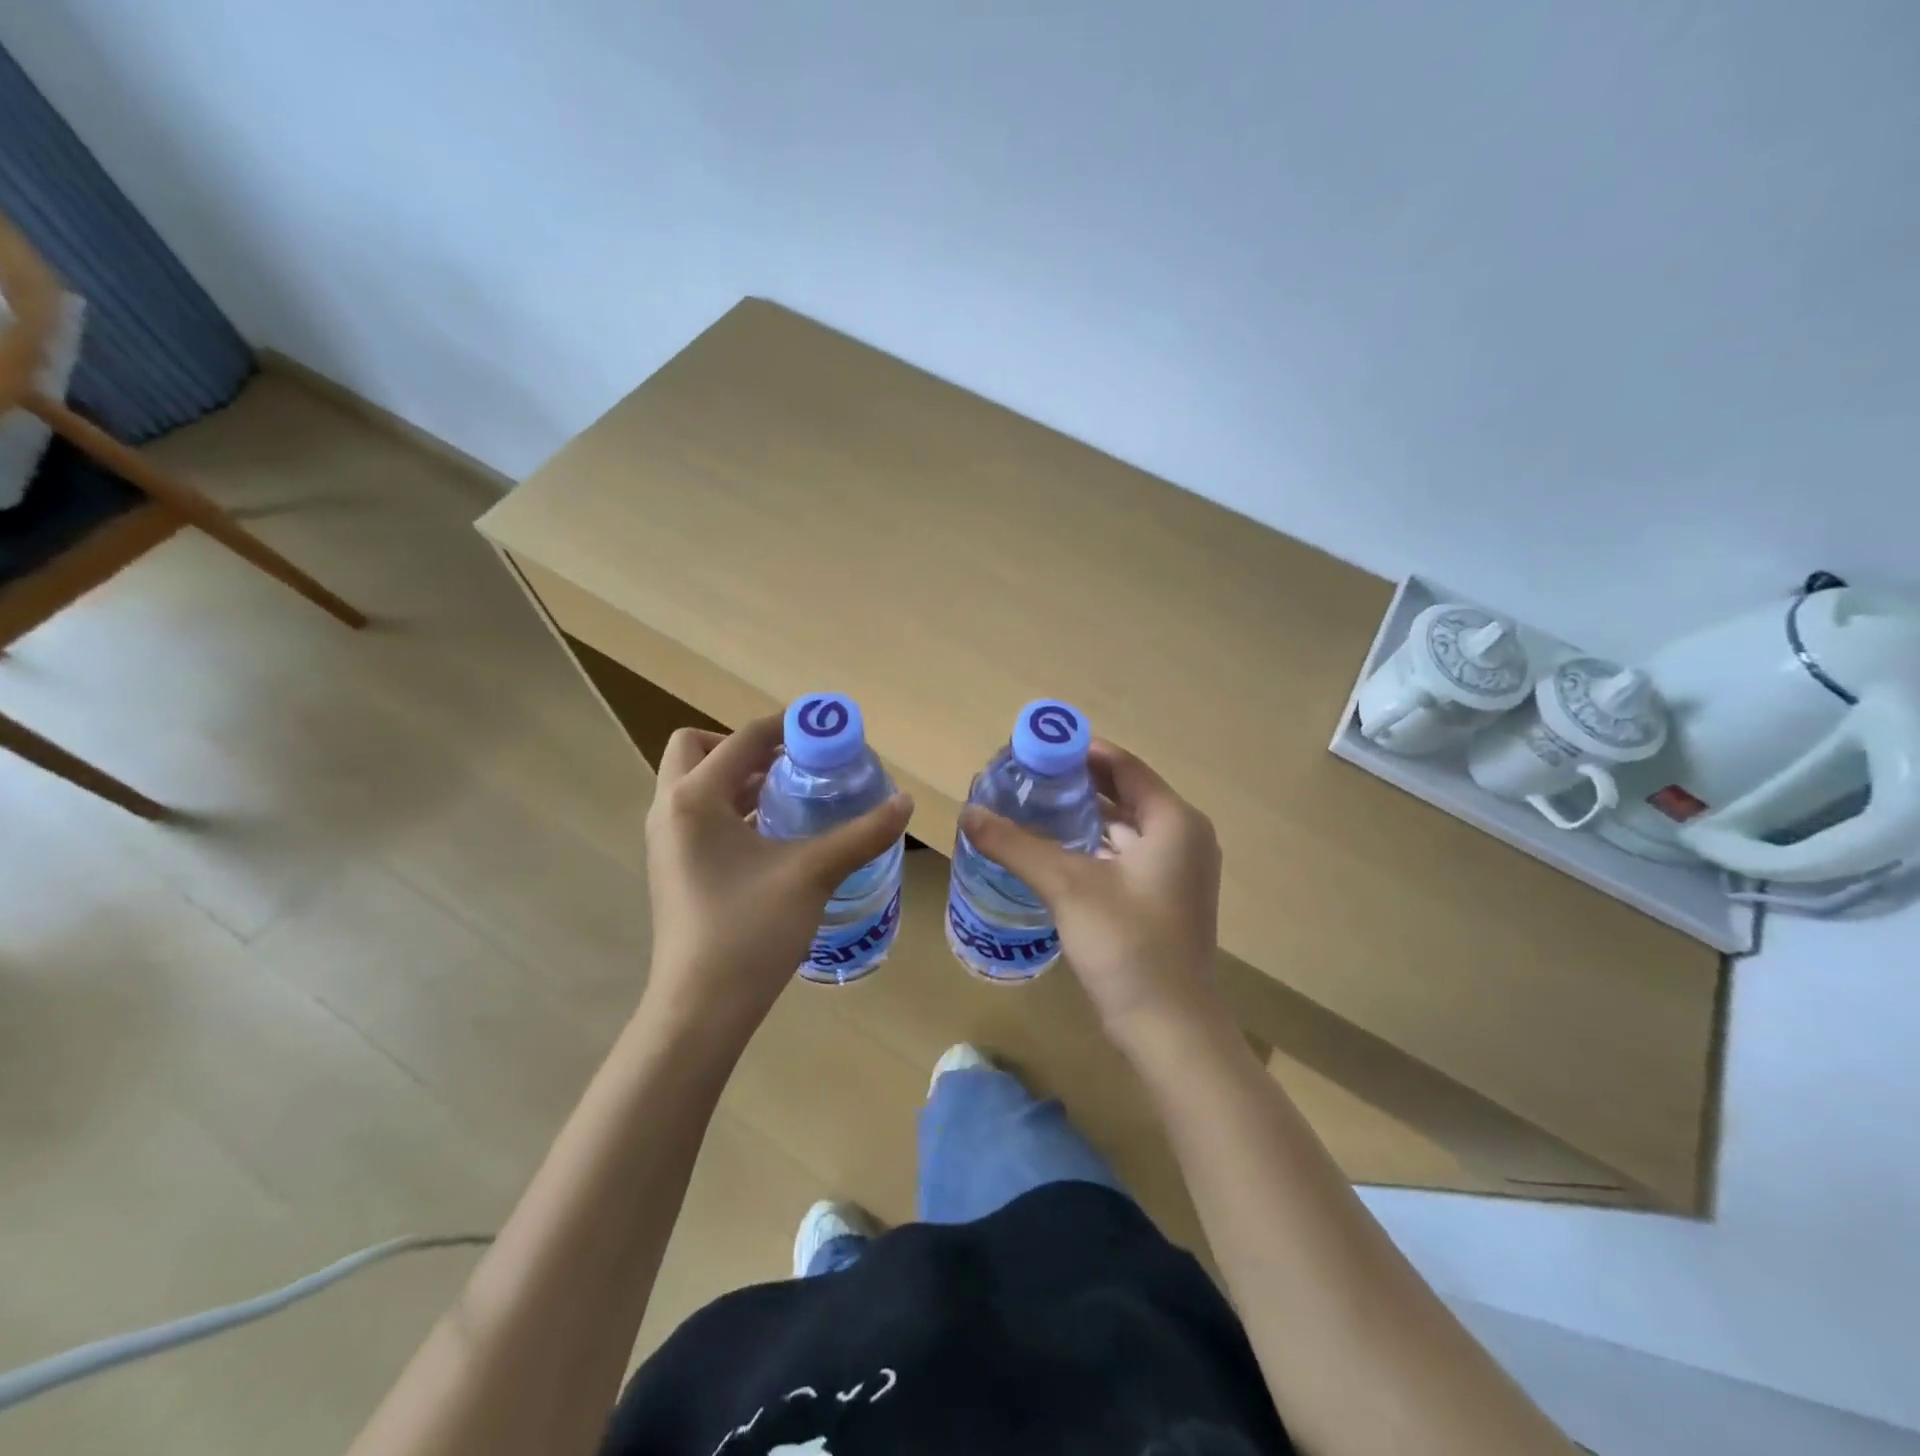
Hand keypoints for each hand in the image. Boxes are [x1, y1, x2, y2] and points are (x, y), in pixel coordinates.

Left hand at [643, 717, 912, 1038]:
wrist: (700, 1009)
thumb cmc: (750, 931)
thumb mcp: (812, 874)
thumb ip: (861, 834)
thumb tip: (905, 803)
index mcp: (694, 798)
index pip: (741, 739)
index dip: (785, 726)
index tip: (825, 729)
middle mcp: (669, 810)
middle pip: (698, 748)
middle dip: (744, 747)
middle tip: (791, 764)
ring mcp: (666, 842)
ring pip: (697, 785)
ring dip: (739, 779)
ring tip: (791, 794)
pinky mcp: (674, 868)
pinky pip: (699, 816)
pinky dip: (732, 810)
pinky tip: (774, 836)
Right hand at [958, 741, 1228, 1051]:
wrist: (1169, 1029)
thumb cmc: (1127, 945)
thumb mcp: (1066, 886)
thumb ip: (1016, 844)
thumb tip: (967, 812)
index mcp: (1174, 821)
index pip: (1123, 765)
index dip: (1079, 751)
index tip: (1035, 749)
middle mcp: (1184, 837)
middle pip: (1124, 794)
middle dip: (1076, 784)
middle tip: (1025, 778)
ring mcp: (1179, 871)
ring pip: (1124, 828)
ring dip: (1082, 817)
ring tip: (1031, 808)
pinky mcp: (1166, 899)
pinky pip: (1126, 856)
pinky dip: (1093, 847)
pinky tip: (1053, 851)